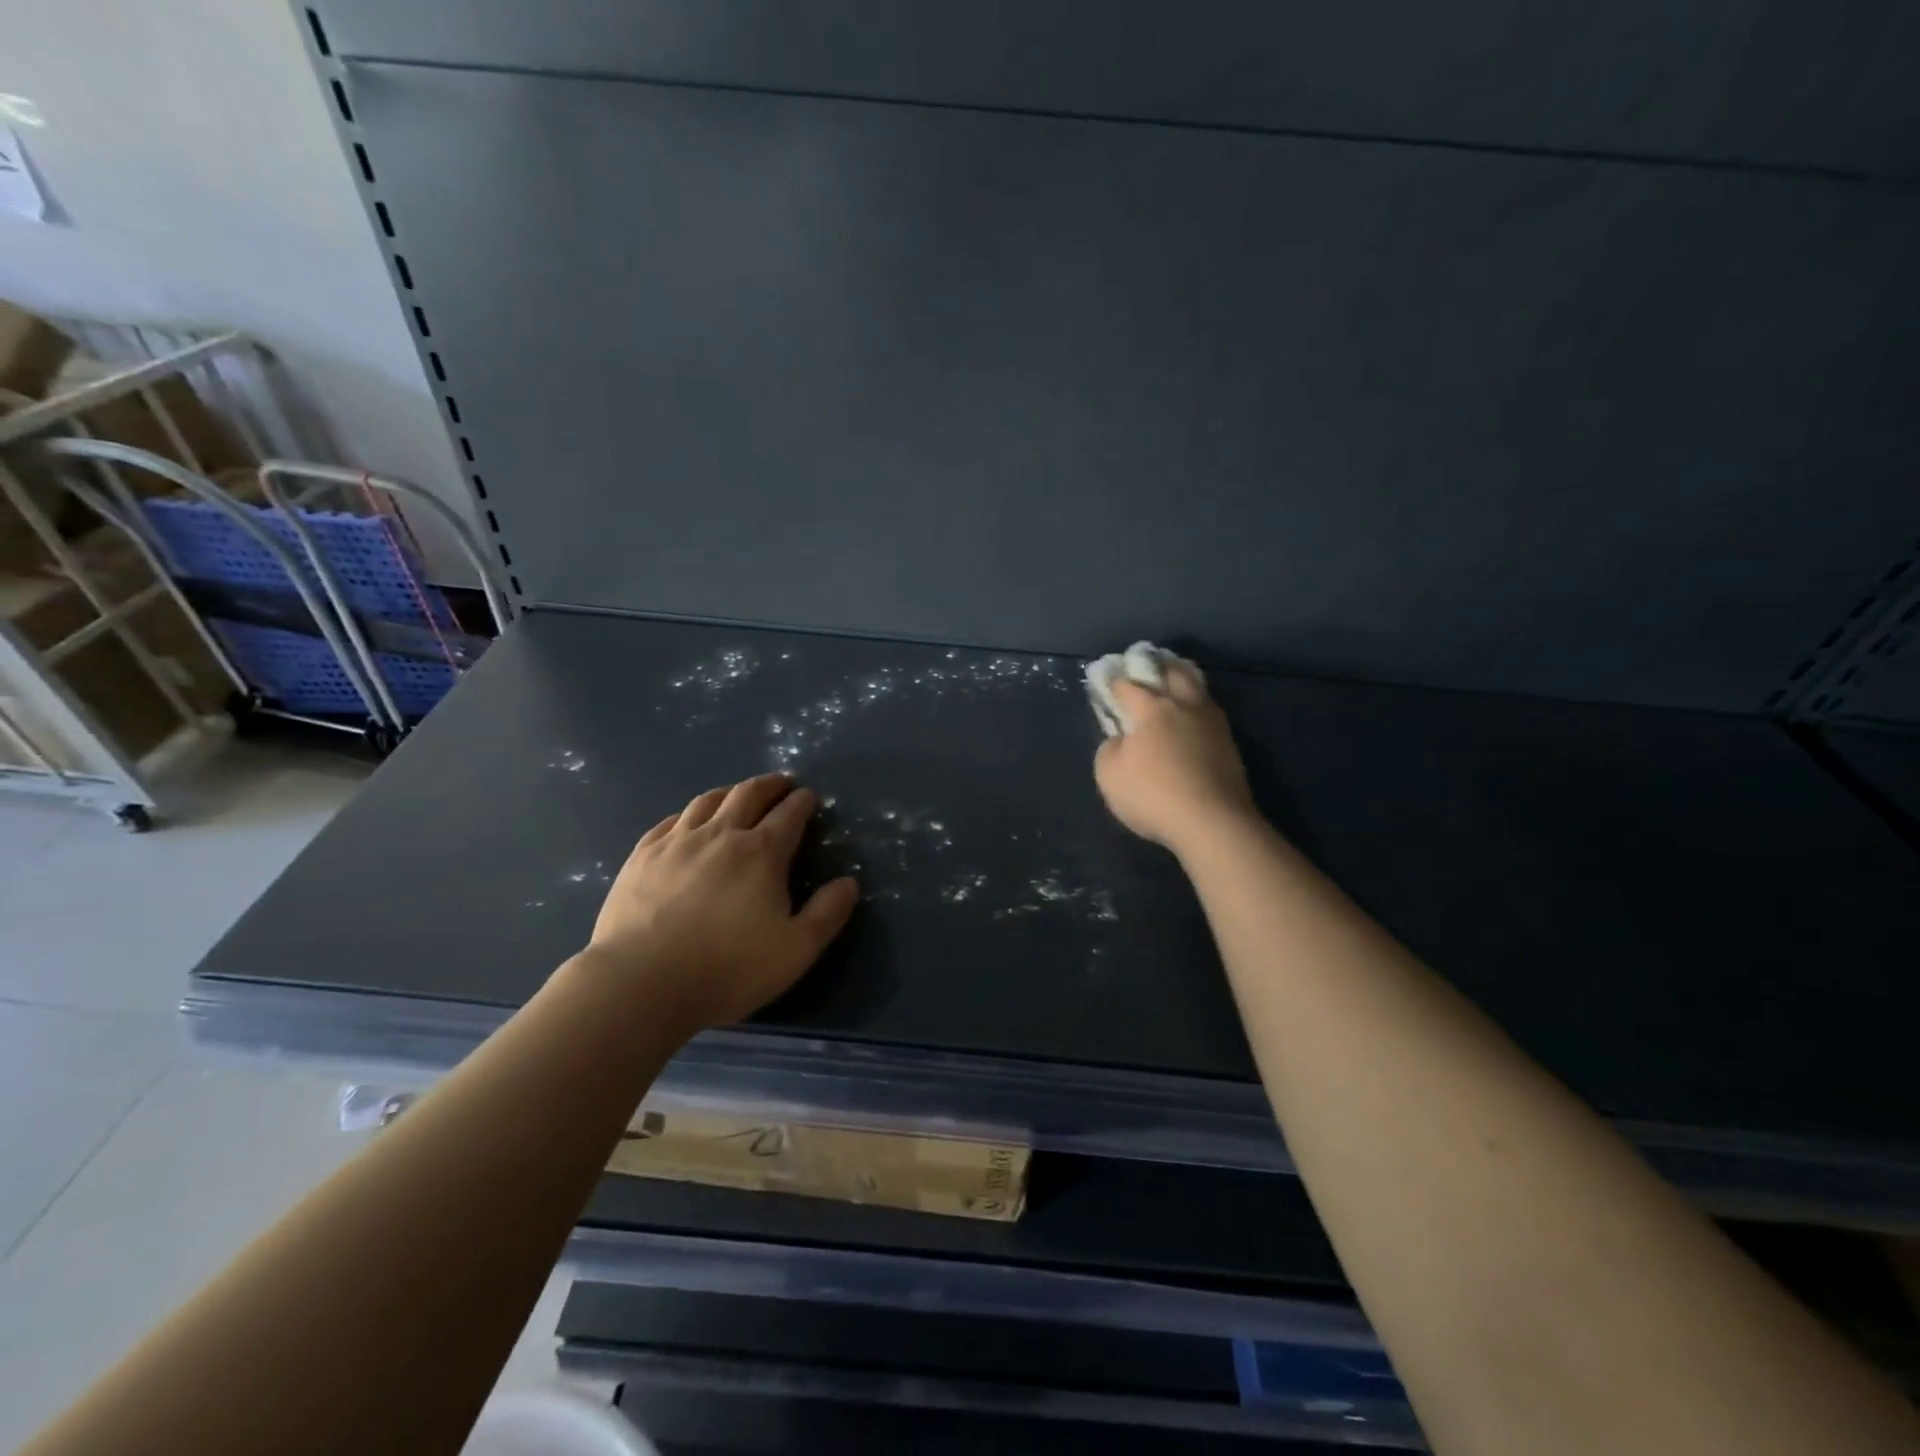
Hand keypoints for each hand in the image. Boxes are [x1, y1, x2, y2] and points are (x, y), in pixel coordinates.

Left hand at [586, 774, 859, 1030]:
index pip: (789, 814)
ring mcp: (676, 842)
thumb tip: (849, 882)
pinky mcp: (642, 856)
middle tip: (781, 784)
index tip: (809, 797)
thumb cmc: (727, 968)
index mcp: (762, 853)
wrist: (640, 983)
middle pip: (749, 795)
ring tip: (738, 794)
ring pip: (708, 801)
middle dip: (770, 785)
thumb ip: (827, 913)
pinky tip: (688, 821)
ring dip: (730, 792)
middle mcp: (721, 835)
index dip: (802, 802)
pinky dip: (689, 813)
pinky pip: (670, 821)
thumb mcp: (795, 950)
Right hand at [1093, 664, 1256, 854]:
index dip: (1114, 682)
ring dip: (1184, 680)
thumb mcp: (1109, 775)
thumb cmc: (1153, 795)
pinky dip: (1198, 707)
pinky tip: (1193, 716)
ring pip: (1198, 689)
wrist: (1212, 822)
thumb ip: (1110, 750)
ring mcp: (1212, 723)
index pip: (1128, 686)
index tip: (1106, 681)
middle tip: (1148, 665)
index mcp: (1151, 709)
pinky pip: (1210, 712)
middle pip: (1173, 673)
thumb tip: (1120, 740)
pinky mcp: (1229, 744)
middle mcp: (1184, 706)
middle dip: (1158, 666)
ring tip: (1175, 682)